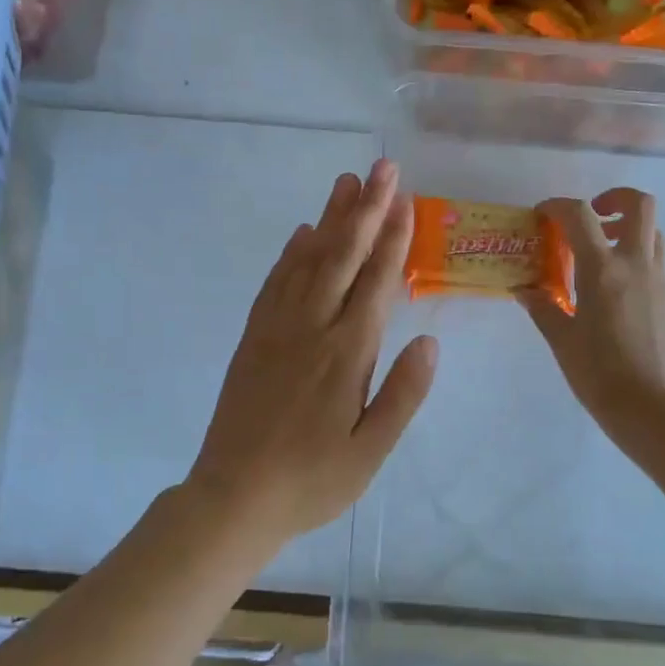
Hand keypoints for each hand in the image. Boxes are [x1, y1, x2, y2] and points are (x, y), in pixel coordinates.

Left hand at [186, 159, 437, 546]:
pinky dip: (291, 253)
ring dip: (329, 219)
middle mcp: (312, 328)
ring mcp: (276, 329)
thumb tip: (430, 341)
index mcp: (346, 354)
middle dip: (365, 209)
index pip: (376, 282)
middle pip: (342, 256)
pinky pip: (275, 283)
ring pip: (307, 260)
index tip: (405, 198)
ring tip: (345, 182)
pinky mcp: (252, 337)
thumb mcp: (370, 452)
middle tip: (381, 168)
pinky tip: (301, 233)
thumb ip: (402, 394)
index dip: (392, 237)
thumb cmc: (311, 480)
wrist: (234, 497)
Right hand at [521, 188, 664, 443]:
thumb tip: (524, 291)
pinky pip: (654, 262)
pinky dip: (634, 259)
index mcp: (603, 270)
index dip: (557, 205)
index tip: (542, 215)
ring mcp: (658, 281)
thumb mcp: (561, 339)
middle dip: (614, 198)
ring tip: (599, 253)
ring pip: (652, 232)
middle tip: (591, 217)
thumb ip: (543, 307)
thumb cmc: (598, 373)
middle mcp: (636, 265)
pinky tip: (613, 291)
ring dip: (627, 229)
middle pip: (639, 205)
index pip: (579, 215)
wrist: (651, 408)